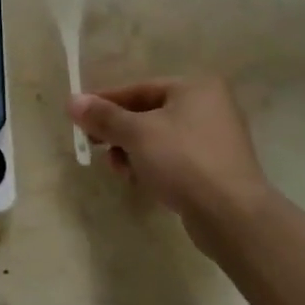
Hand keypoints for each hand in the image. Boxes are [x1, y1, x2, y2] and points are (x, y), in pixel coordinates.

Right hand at [68, 77, 274, 248]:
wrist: (231, 216)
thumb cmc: (182, 161)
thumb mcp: (136, 134)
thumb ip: (103, 116)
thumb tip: (72, 101)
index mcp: (195, 88)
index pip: (139, 88)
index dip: (105, 102)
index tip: (79, 116)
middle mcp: (209, 106)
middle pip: (148, 113)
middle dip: (119, 132)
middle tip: (94, 146)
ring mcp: (215, 139)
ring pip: (158, 138)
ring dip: (133, 152)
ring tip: (120, 170)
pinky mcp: (215, 168)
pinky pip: (173, 159)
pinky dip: (153, 166)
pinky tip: (141, 182)